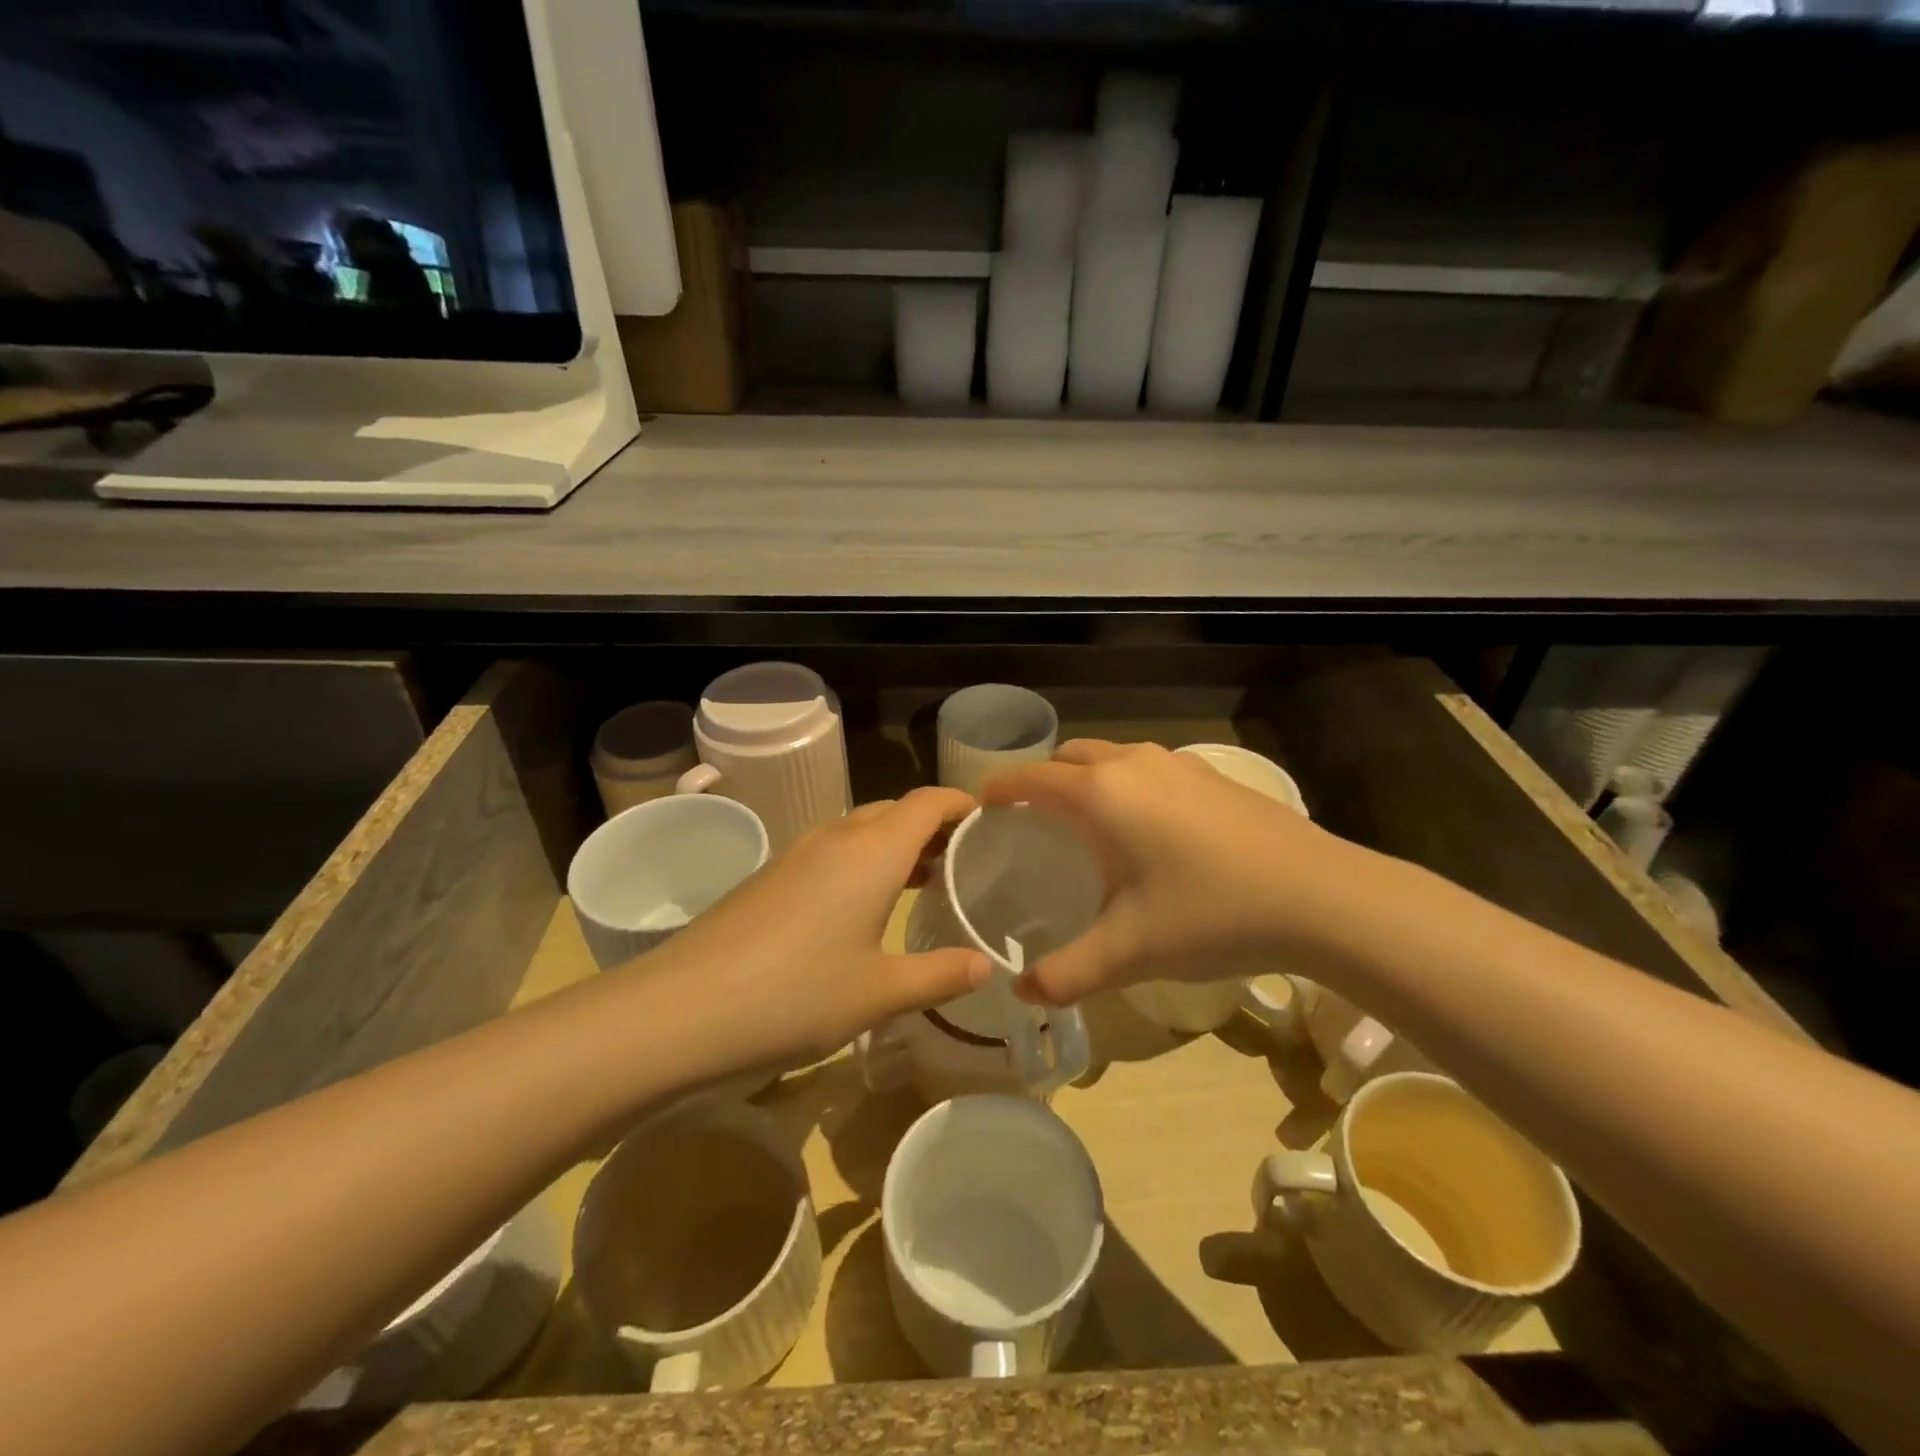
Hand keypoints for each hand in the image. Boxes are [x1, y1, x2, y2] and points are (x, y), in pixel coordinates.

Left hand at [643, 787, 991, 1071]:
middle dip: (932, 827)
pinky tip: (862, 907)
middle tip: (964, 863)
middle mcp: (836, 837)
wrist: (682, 1008)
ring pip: (860, 830)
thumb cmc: (796, 994)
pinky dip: (861, 862)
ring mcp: (797, 853)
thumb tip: (987, 964)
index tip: (991, 821)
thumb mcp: (880, 992)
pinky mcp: (770, 876)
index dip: (962, 803)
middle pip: (895, 811)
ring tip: (922, 882)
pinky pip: (831, 851)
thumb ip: (940, 974)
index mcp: (873, 851)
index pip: (928, 801)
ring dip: (895, 845)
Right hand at [983, 740, 1364, 1004]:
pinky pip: (1149, 767)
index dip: (1001, 790)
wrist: (1321, 896)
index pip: (1032, 778)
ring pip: (1113, 757)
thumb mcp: (1129, 951)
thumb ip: (1067, 973)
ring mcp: (1177, 764)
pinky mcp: (1211, 775)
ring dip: (1088, 779)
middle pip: (1070, 757)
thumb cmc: (1210, 914)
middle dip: (1043, 780)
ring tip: (1088, 824)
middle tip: (1034, 822)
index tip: (983, 807)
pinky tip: (1149, 829)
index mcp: (1101, 794)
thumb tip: (1022, 993)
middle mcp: (1133, 764)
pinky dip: (1128, 784)